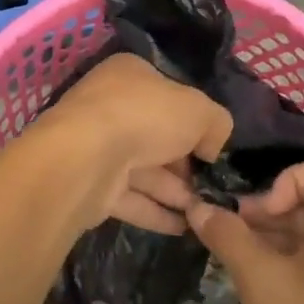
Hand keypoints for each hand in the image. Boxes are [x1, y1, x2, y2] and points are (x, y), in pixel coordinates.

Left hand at [42, 53, 232, 232]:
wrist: (86, 158)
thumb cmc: (145, 117)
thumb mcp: (200, 110)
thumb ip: (216, 123)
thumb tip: (211, 148)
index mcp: (130, 75)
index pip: (168, 94)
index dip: (193, 119)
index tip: (212, 146)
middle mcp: (110, 106)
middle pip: (156, 135)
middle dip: (185, 164)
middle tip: (212, 186)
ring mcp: (96, 146)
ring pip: (143, 170)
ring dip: (175, 192)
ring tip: (205, 213)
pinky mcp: (90, 184)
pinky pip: (130, 198)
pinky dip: (155, 212)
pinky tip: (184, 228)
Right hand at [187, 161, 303, 303]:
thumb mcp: (260, 282)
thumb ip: (228, 236)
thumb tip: (198, 206)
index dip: (278, 184)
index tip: (252, 219)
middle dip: (270, 214)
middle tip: (231, 239)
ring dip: (279, 240)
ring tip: (240, 264)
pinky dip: (297, 263)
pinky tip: (266, 289)